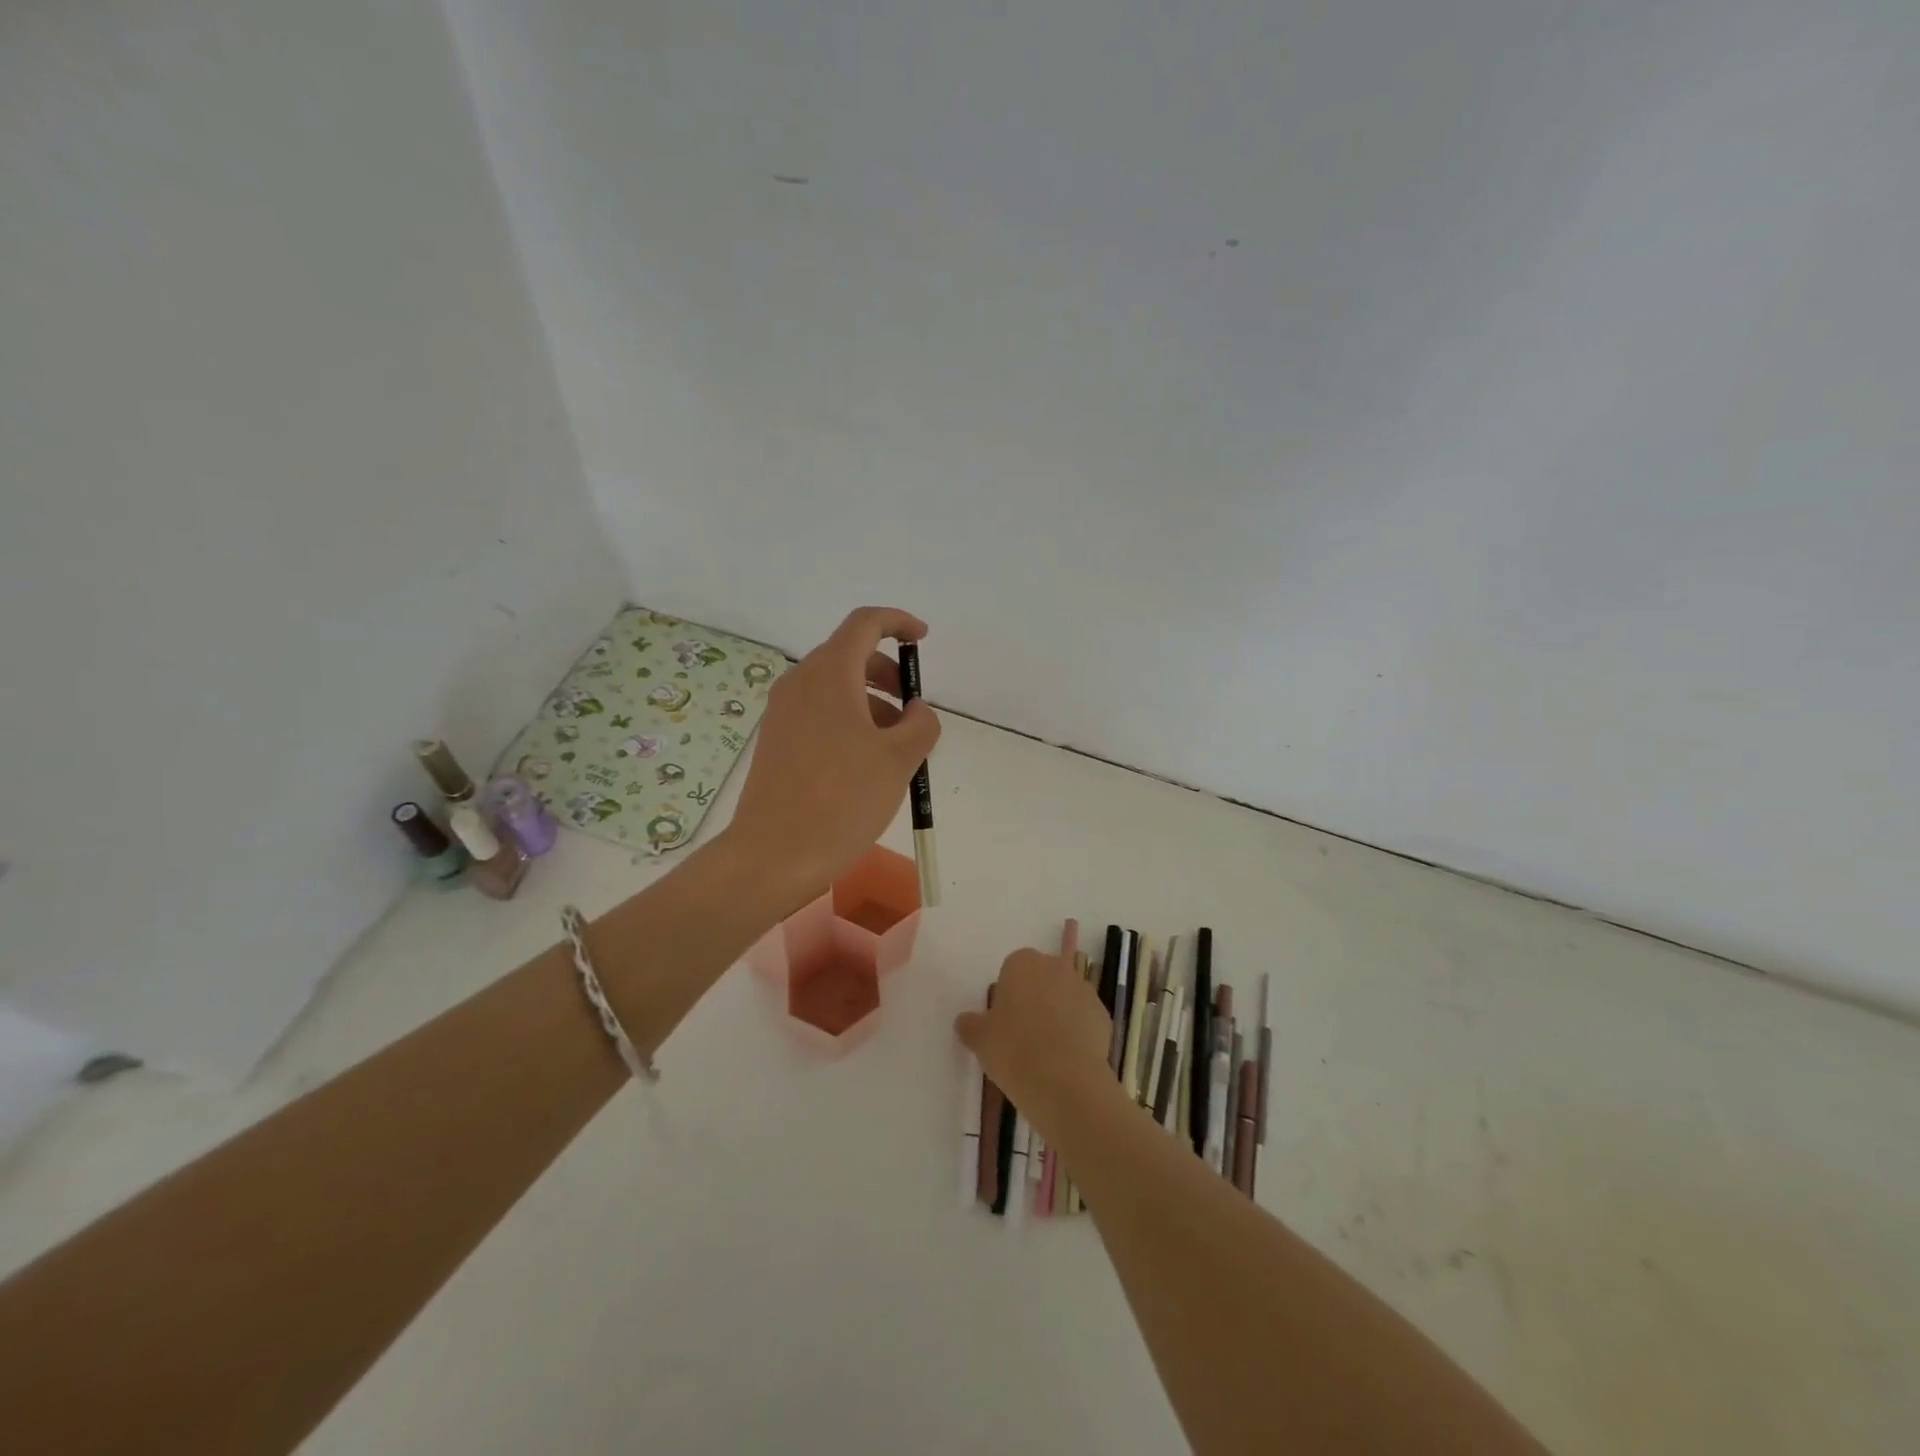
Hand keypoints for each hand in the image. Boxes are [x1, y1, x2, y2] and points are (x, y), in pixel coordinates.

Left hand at [728, 606, 940, 897]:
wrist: (773, 856)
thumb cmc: (842, 801)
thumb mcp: (899, 761)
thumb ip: (921, 724)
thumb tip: (917, 711)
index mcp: (829, 676)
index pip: (865, 624)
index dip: (898, 623)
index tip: (922, 641)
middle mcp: (800, 684)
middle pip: (849, 655)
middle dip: (887, 672)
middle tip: (913, 709)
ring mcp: (782, 713)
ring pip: (834, 687)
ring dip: (871, 701)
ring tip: (895, 747)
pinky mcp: (776, 740)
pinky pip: (819, 712)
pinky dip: (848, 720)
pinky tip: (865, 763)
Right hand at [956, 948, 1119, 1137]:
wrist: (1066, 1082)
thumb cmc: (1014, 1050)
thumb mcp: (980, 1039)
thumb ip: (970, 1025)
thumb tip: (964, 1021)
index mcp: (1023, 963)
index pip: (1012, 969)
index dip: (1007, 995)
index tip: (1003, 1022)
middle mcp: (1055, 967)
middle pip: (1041, 979)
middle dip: (1034, 999)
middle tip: (1022, 1035)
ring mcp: (1083, 990)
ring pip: (1064, 998)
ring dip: (1057, 1015)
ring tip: (1046, 1052)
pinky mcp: (1103, 1015)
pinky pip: (1083, 1019)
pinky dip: (1076, 1033)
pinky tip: (1067, 1060)